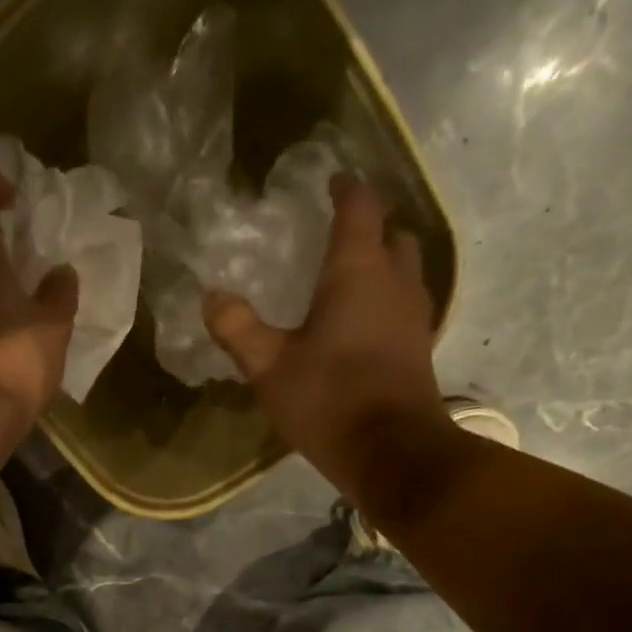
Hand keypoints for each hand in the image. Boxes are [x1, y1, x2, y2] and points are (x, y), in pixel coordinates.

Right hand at [204, 177, 459, 505]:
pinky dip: (389, 300)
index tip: (331, 181)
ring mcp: (414, 316)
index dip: (346, 189)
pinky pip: (407, 306)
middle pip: (392, 235)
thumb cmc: (329, 399)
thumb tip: (211, 296)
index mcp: (357, 271)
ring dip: (384, 264)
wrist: (392, 451)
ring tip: (353, 278)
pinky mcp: (420, 348)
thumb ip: (238, 328)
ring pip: (406, 271)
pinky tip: (366, 324)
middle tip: (341, 235)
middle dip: (370, 228)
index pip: (359, 208)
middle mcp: (395, 282)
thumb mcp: (269, 367)